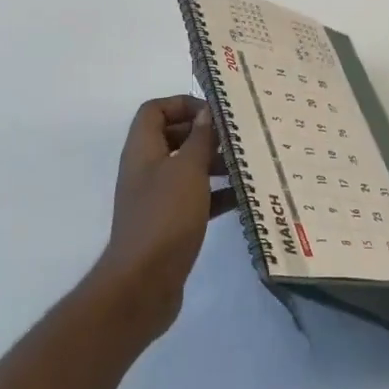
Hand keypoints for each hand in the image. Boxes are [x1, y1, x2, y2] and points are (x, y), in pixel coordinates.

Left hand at [91, 96, 233, 338]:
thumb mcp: (188, 170)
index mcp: (142, 150)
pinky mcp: (169, 224)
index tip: (214, 114)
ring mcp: (156, 198)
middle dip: (204, 134)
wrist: (142, 285)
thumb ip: (199, 139)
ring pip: (187, 168)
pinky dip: (216, 195)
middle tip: (236, 138)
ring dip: (214, 164)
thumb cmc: (164, 217)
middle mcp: (146, 169)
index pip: (155, 110)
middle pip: (173, 137)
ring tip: (246, 165)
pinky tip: (243, 198)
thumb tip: (207, 113)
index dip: (182, 104)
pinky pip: (195, 198)